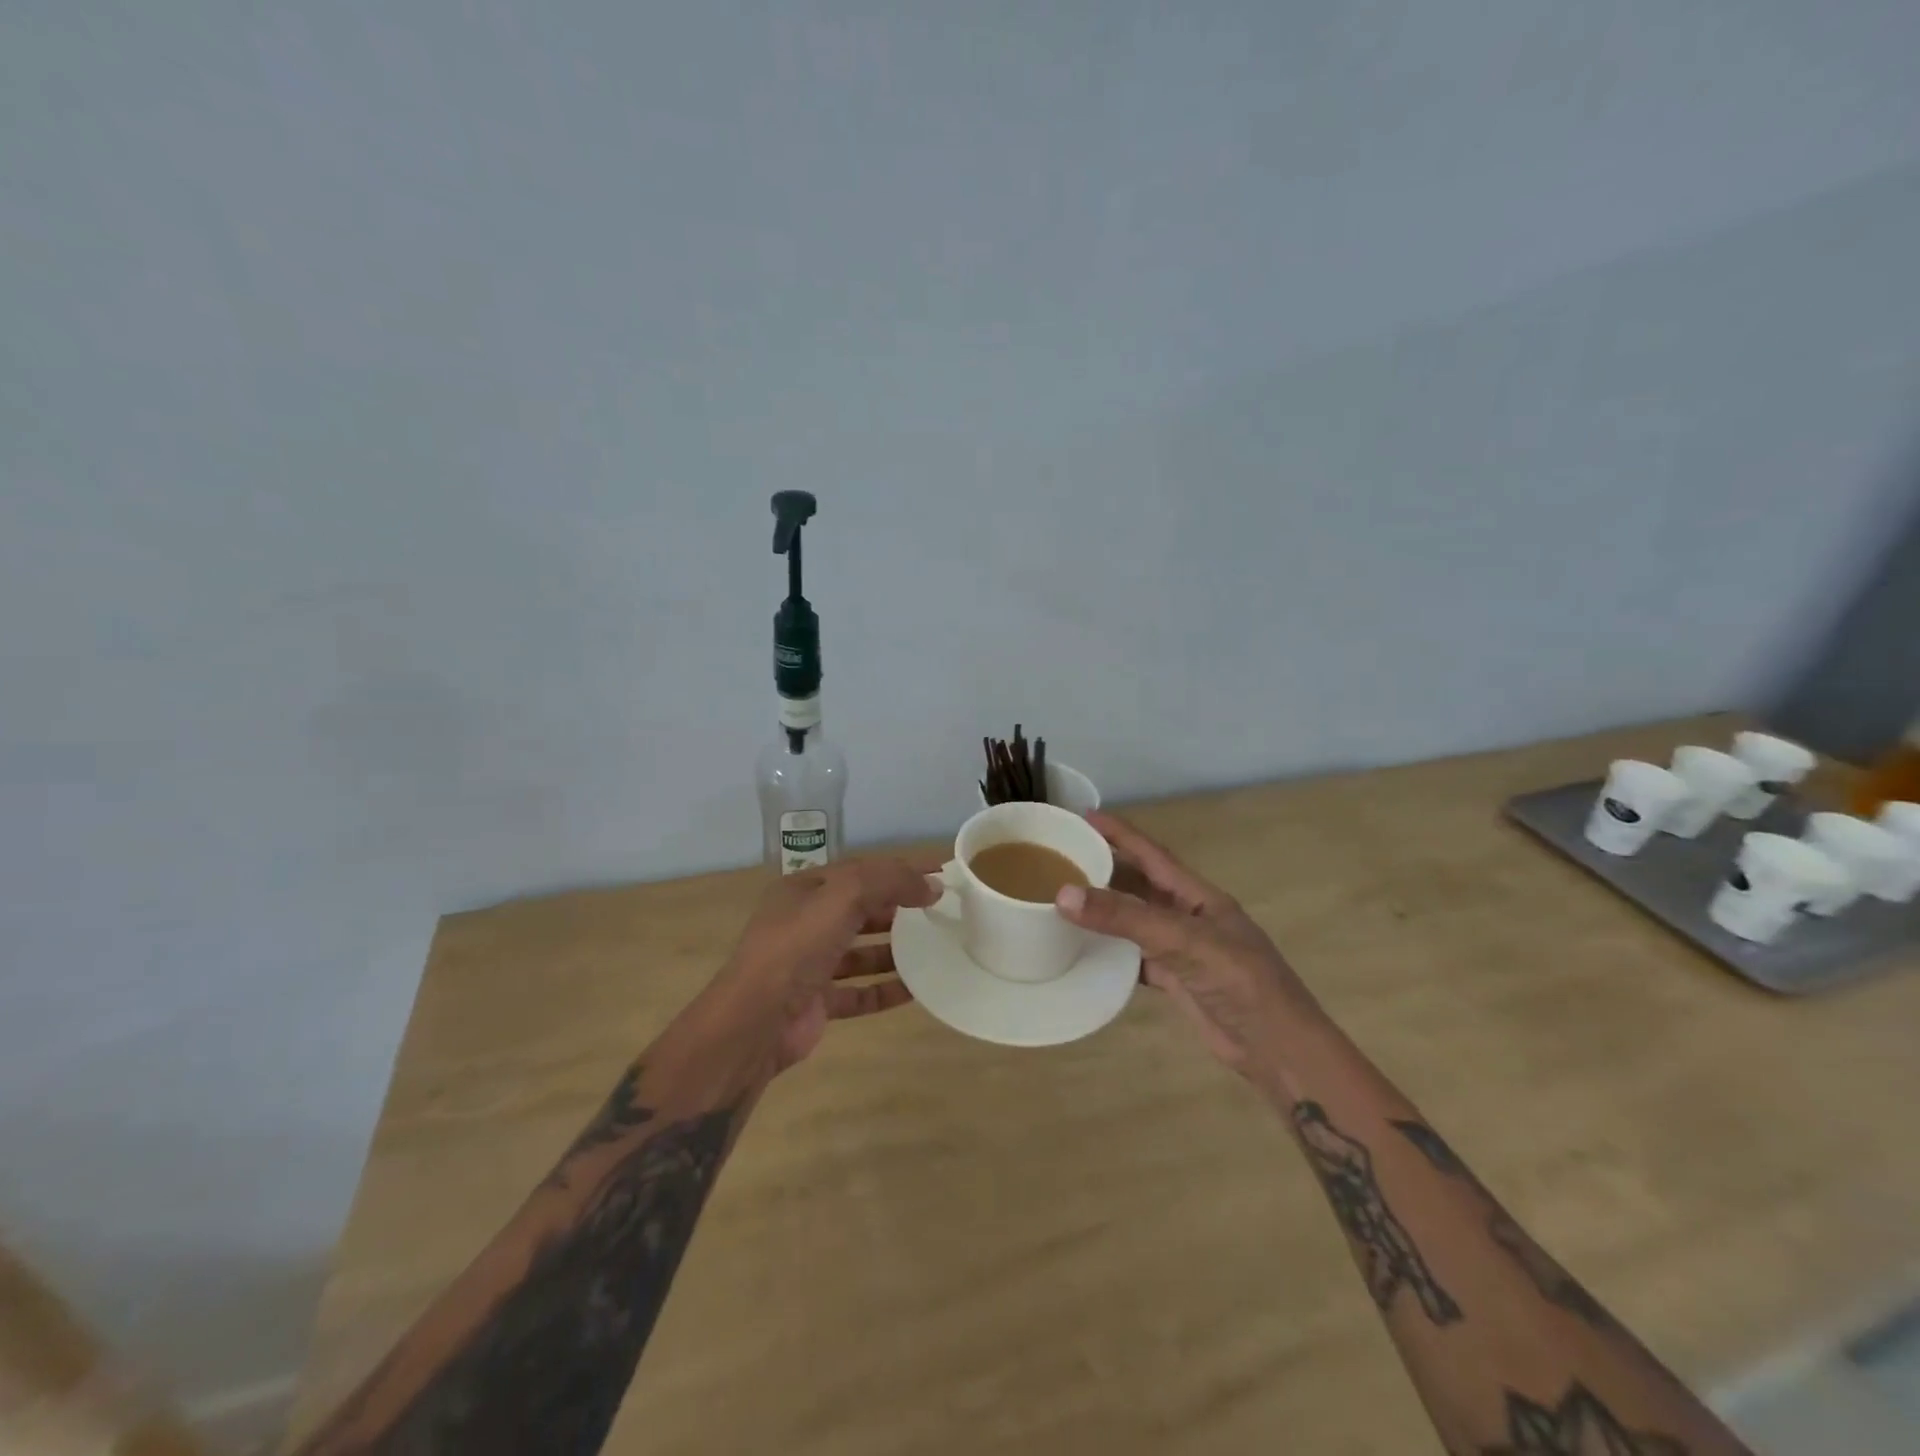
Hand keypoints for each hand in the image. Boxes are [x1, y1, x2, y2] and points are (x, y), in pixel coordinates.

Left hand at [716, 855, 939, 1073]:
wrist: (754, 1023)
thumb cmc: (796, 947)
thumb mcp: (843, 897)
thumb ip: (888, 882)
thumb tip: (932, 884)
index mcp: (803, 891)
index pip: (860, 871)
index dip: (899, 869)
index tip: (940, 872)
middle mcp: (804, 924)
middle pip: (860, 909)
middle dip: (898, 908)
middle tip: (941, 911)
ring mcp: (809, 965)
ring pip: (861, 952)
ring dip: (894, 950)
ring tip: (934, 948)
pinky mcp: (817, 1002)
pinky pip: (859, 992)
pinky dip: (885, 989)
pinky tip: (916, 990)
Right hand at [1055, 812, 1317, 1075]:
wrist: (1278, 1050)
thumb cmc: (1240, 983)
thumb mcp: (1183, 942)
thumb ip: (1126, 918)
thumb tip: (1064, 894)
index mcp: (1198, 896)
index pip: (1151, 854)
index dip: (1120, 833)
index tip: (1084, 816)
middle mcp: (1188, 916)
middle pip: (1140, 884)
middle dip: (1105, 867)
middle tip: (1061, 858)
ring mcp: (1183, 949)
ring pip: (1135, 920)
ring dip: (1105, 909)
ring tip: (1063, 898)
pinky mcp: (1176, 980)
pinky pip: (1134, 956)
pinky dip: (1110, 951)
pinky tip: (1084, 950)